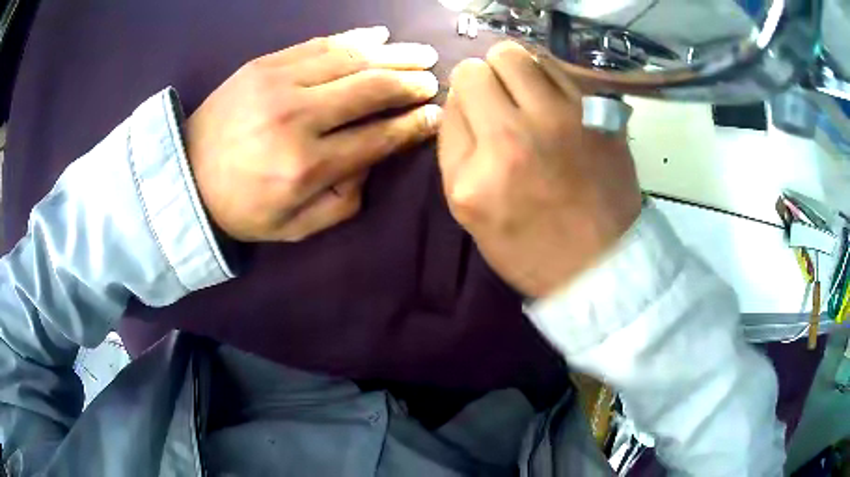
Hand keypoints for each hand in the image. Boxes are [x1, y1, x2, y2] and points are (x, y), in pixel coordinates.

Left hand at [186, 26, 442, 241]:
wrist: (186, 176)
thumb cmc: (242, 207)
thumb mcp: (295, 227)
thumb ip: (344, 200)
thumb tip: (374, 159)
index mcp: (306, 166)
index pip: (378, 136)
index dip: (414, 124)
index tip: (436, 115)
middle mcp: (297, 117)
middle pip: (371, 89)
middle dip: (410, 83)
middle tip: (433, 80)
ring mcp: (278, 83)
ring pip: (351, 59)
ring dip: (393, 55)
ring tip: (420, 54)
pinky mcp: (264, 64)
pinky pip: (319, 44)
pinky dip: (354, 38)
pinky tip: (379, 36)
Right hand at [438, 41, 641, 297]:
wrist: (601, 263)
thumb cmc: (531, 248)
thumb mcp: (469, 211)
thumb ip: (455, 148)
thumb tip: (461, 98)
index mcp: (475, 174)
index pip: (454, 97)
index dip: (465, 101)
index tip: (478, 116)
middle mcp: (515, 137)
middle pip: (480, 65)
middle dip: (484, 77)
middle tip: (500, 100)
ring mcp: (562, 119)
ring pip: (519, 54)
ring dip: (516, 69)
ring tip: (528, 96)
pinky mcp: (597, 114)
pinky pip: (559, 67)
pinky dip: (549, 75)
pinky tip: (556, 100)